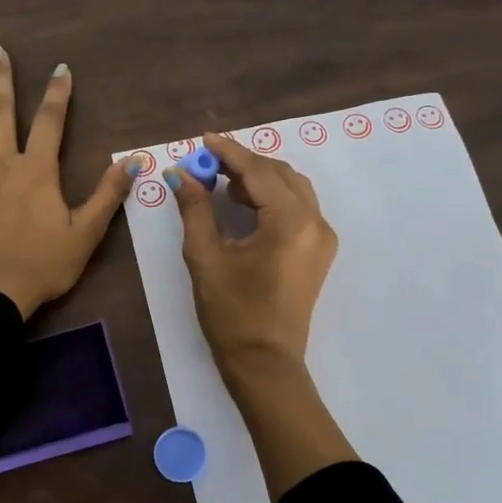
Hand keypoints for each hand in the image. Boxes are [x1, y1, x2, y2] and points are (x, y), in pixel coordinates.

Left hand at [0, 45, 131, 319]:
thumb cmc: (41, 265)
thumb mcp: (85, 234)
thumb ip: (108, 195)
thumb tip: (135, 162)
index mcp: (38, 171)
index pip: (51, 122)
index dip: (58, 94)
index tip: (60, 69)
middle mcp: (3, 161)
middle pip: (4, 111)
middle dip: (3, 78)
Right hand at [171, 132, 337, 372]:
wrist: (265, 363)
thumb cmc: (232, 312)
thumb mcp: (206, 257)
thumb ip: (195, 209)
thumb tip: (180, 174)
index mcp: (290, 222)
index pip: (258, 171)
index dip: (228, 152)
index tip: (202, 139)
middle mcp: (315, 222)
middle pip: (279, 173)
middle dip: (243, 163)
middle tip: (206, 164)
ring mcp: (321, 237)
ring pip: (292, 187)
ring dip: (258, 178)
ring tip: (220, 182)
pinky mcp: (318, 251)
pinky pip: (297, 207)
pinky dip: (271, 197)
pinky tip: (243, 204)